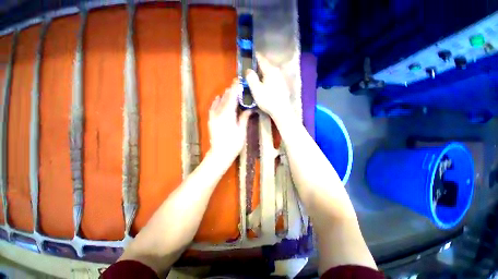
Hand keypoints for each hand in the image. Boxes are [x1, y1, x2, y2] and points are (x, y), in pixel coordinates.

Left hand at [208, 79, 251, 160]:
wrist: (219, 154)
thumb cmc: (233, 144)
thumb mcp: (241, 131)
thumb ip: (244, 118)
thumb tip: (249, 109)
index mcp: (228, 115)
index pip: (232, 98)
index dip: (236, 89)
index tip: (240, 82)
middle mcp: (219, 113)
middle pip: (225, 98)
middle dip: (231, 90)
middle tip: (237, 83)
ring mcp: (213, 116)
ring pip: (219, 101)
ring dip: (225, 95)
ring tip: (231, 90)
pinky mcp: (211, 119)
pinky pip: (213, 106)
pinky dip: (217, 101)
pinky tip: (219, 98)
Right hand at [245, 53, 293, 123]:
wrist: (281, 110)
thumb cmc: (267, 100)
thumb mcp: (256, 89)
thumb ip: (251, 78)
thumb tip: (248, 70)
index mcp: (270, 70)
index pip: (261, 59)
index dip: (254, 56)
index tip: (248, 56)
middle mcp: (277, 71)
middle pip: (266, 65)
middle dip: (257, 66)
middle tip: (250, 70)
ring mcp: (281, 78)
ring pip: (270, 72)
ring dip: (262, 73)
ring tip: (256, 78)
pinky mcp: (283, 85)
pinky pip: (273, 78)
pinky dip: (267, 79)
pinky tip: (264, 85)